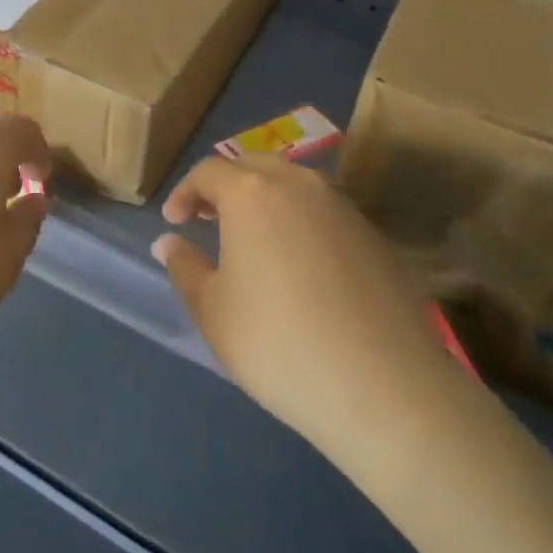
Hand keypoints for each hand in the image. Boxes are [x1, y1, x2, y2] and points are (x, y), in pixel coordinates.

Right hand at [153, 155, 461, 453]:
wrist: (383, 386)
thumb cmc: (278, 343)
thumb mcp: (213, 311)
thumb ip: (185, 268)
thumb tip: (169, 241)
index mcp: (251, 194)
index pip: (209, 172)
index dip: (185, 192)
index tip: (174, 220)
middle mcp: (298, 185)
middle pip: (253, 166)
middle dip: (225, 186)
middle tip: (208, 218)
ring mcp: (342, 207)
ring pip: (294, 183)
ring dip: (265, 199)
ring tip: (253, 237)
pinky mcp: (374, 235)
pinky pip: (324, 210)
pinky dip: (300, 219)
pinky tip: (299, 262)